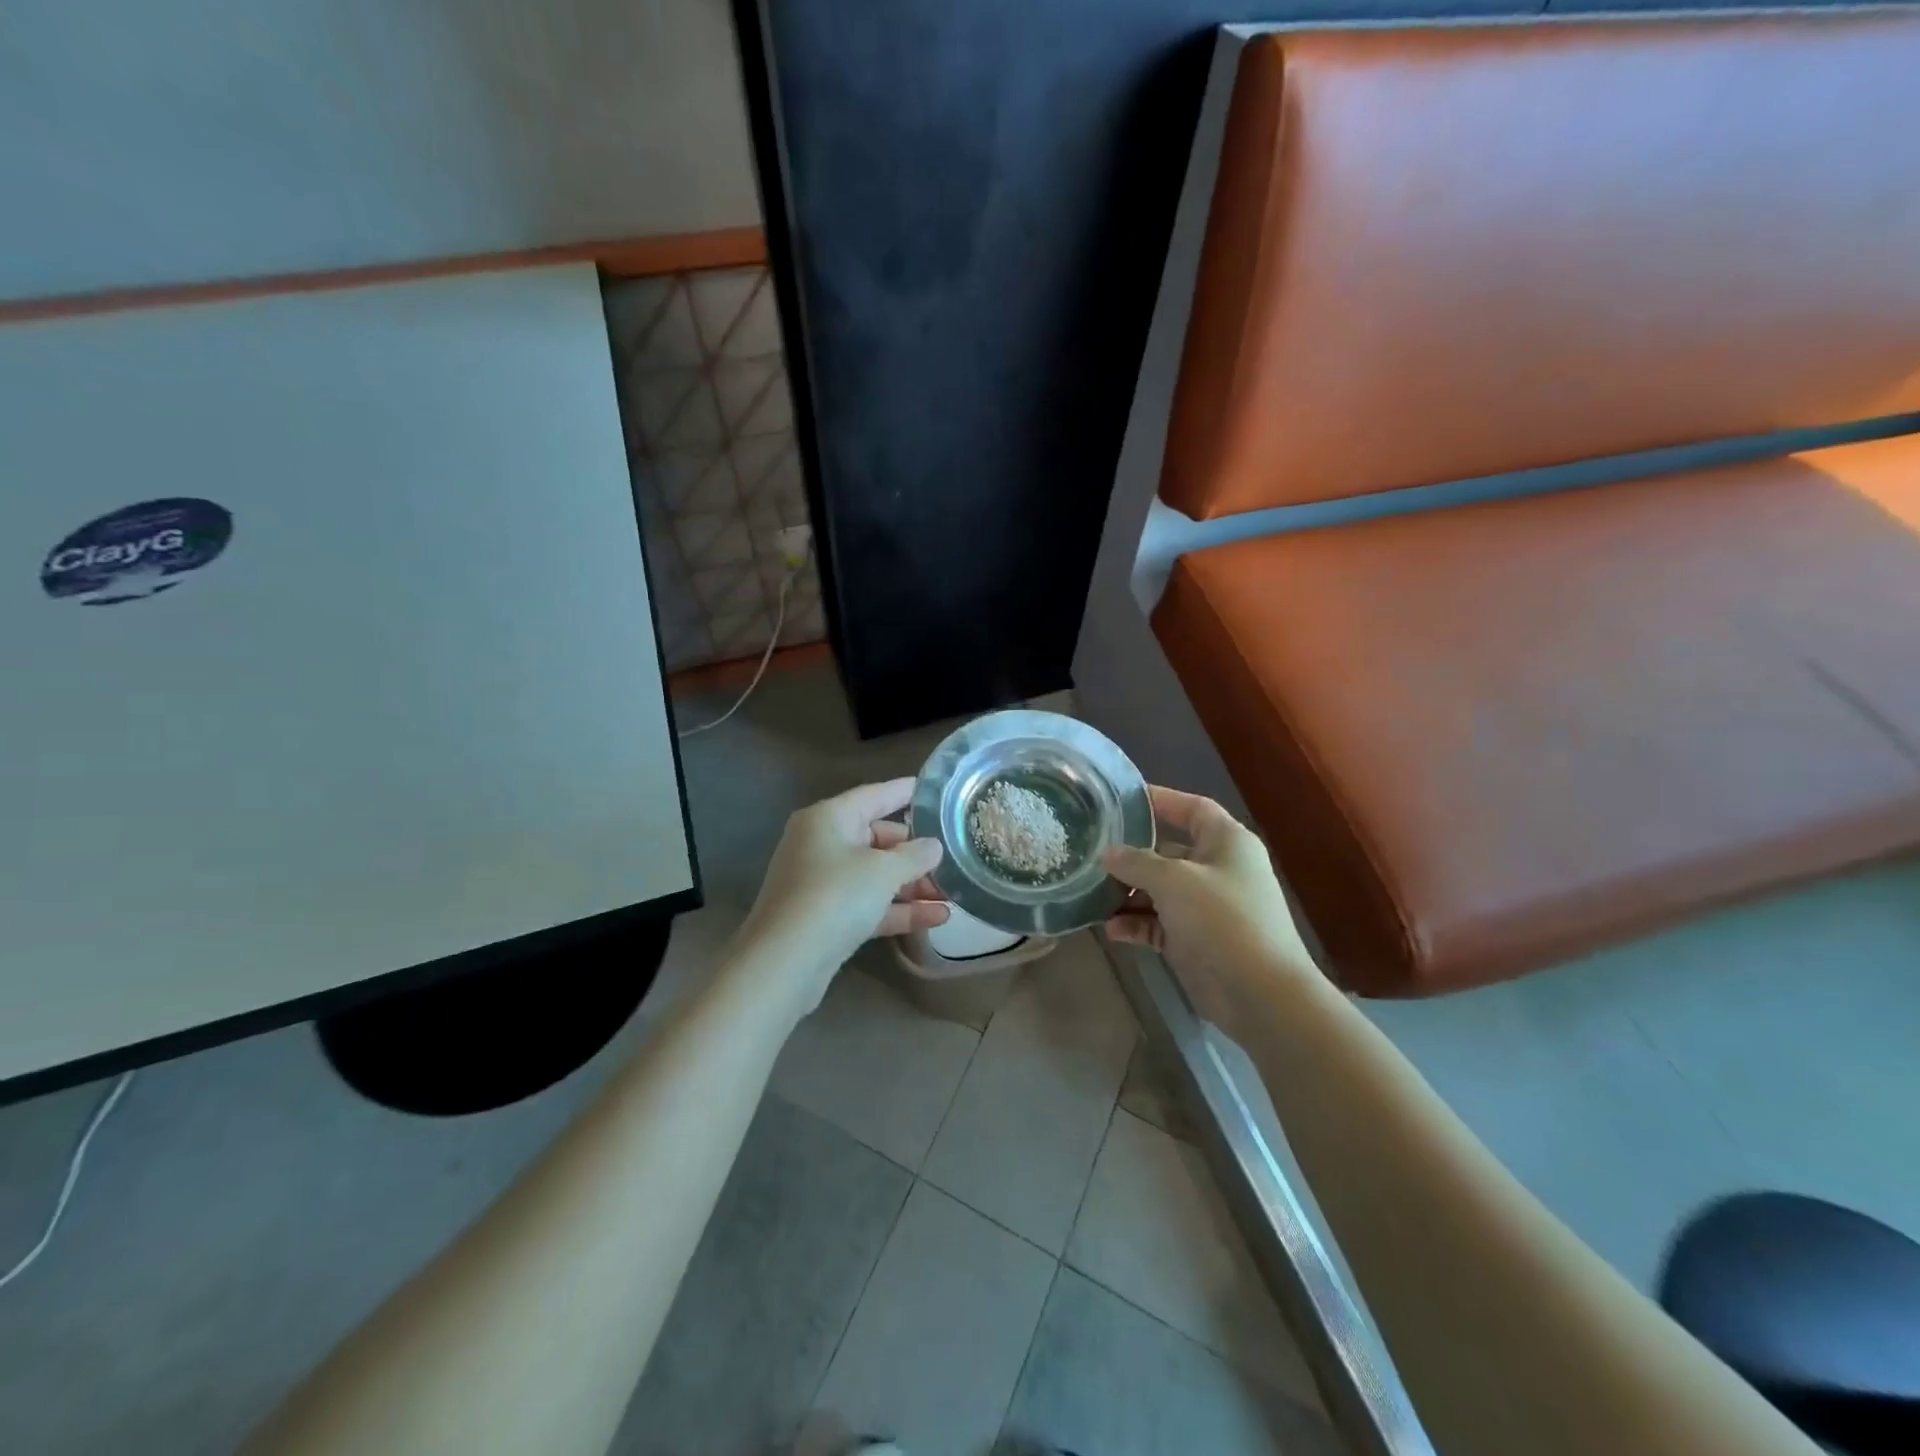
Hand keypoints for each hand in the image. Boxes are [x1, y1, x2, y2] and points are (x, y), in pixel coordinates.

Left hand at [734, 778, 949, 1014]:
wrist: (784, 964)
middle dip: (916, 851)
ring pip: (875, 875)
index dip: (907, 792)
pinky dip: (898, 909)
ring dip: (912, 884)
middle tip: (953, 856)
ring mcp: (821, 882)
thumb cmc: (834, 897)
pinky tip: (937, 918)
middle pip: (877, 837)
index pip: (875, 795)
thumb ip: (914, 855)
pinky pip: (868, 904)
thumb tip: (933, 846)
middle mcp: (821, 843)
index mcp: (828, 818)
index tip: (937, 791)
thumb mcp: (883, 871)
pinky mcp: (826, 917)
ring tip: (953, 893)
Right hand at [1102, 787, 1316, 1027]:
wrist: (1260, 993)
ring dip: (1128, 893)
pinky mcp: (1195, 940)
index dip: (1159, 800)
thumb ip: (1136, 862)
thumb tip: (1107, 853)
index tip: (1118, 800)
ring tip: (1092, 894)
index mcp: (1226, 842)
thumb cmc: (1222, 919)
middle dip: (1131, 854)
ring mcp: (1206, 906)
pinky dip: (1136, 924)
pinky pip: (1159, 923)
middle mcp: (1217, 869)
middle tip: (1091, 851)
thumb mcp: (1174, 880)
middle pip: (1168, 850)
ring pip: (1159, 889)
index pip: (1191, 808)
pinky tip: (1111, 930)